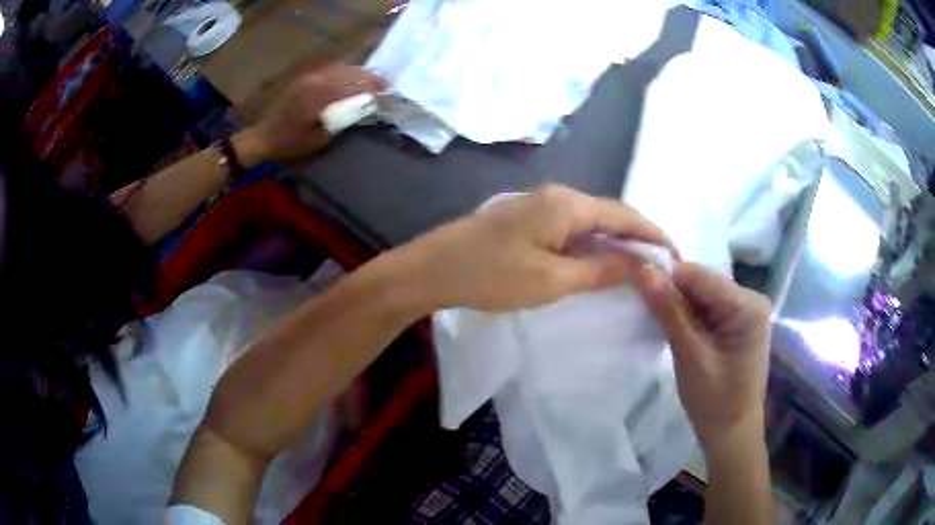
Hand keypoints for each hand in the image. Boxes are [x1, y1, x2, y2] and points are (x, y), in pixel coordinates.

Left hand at [242, 64, 383, 162]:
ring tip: (372, 81)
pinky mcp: (305, 78)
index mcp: (319, 94)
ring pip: (341, 69)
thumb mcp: (320, 137)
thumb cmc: (290, 142)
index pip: (353, 84)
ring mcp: (309, 76)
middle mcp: (316, 79)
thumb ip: (342, 119)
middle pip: (349, 72)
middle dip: (368, 77)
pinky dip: (344, 73)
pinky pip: (330, 70)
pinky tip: (351, 79)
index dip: (373, 86)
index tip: (388, 90)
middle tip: (385, 84)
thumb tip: (363, 108)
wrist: (263, 136)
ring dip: (358, 73)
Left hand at [403, 185, 675, 311]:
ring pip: (591, 220)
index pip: (624, 215)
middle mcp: (558, 195)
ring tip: (637, 266)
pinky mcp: (527, 218)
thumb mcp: (551, 280)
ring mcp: (540, 204)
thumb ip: (599, 271)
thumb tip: (638, 265)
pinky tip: (598, 261)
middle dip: (637, 237)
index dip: (652, 234)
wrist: (432, 269)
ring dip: (615, 241)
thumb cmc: (490, 275)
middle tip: (659, 264)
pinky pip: (572, 227)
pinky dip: (592, 243)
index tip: (675, 255)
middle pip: (610, 213)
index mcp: (567, 204)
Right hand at [634, 262, 771, 447]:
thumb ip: (669, 311)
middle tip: (643, 309)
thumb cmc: (715, 402)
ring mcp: (745, 311)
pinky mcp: (737, 323)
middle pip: (702, 283)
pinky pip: (708, 308)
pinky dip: (688, 316)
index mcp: (747, 305)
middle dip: (673, 294)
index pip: (700, 276)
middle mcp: (750, 300)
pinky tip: (674, 328)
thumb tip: (643, 270)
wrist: (732, 434)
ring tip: (655, 320)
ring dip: (679, 306)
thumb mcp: (690, 356)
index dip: (666, 278)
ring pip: (702, 295)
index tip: (635, 286)